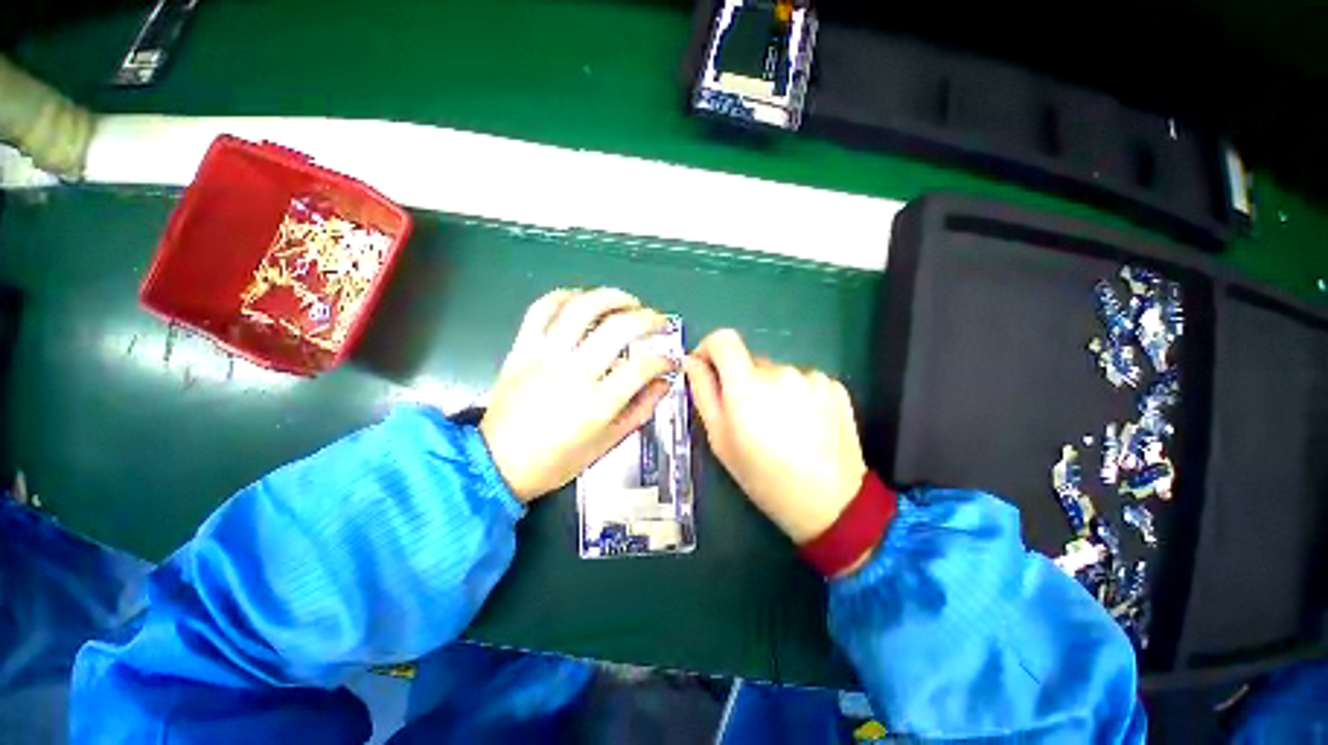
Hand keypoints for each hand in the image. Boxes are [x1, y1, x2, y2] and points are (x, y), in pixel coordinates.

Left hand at [481, 288, 674, 500]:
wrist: (498, 464)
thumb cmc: (557, 461)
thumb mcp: (607, 443)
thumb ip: (640, 410)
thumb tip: (663, 382)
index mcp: (597, 404)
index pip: (642, 367)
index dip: (664, 359)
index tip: (669, 361)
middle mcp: (573, 373)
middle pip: (618, 328)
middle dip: (648, 318)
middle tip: (658, 321)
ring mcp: (545, 356)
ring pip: (582, 308)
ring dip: (613, 297)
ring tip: (628, 302)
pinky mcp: (522, 348)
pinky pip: (542, 309)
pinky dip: (565, 296)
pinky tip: (583, 299)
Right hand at [684, 329, 866, 542]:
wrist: (830, 503)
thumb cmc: (764, 477)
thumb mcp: (721, 440)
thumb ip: (703, 393)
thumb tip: (692, 361)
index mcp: (747, 385)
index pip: (723, 339)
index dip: (710, 347)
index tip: (707, 368)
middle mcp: (780, 372)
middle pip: (750, 361)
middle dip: (742, 382)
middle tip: (749, 418)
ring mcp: (812, 377)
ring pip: (778, 373)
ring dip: (772, 390)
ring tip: (781, 426)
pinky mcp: (834, 386)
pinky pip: (803, 381)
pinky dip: (797, 395)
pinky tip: (804, 425)